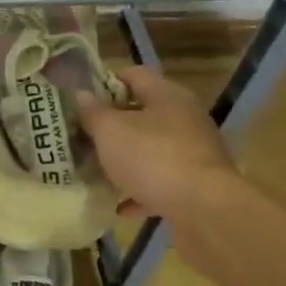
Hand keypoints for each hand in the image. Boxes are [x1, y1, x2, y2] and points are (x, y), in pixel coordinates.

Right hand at [74, 66, 240, 223]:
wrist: (204, 210)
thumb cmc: (153, 158)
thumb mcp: (110, 131)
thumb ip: (92, 112)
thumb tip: (80, 95)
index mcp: (167, 95)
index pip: (134, 75)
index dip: (106, 82)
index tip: (82, 99)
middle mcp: (185, 118)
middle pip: (143, 113)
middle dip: (113, 125)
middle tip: (83, 135)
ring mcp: (194, 153)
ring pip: (152, 150)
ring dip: (126, 159)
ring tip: (97, 170)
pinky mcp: (197, 185)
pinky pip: (162, 183)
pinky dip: (141, 192)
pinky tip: (120, 207)